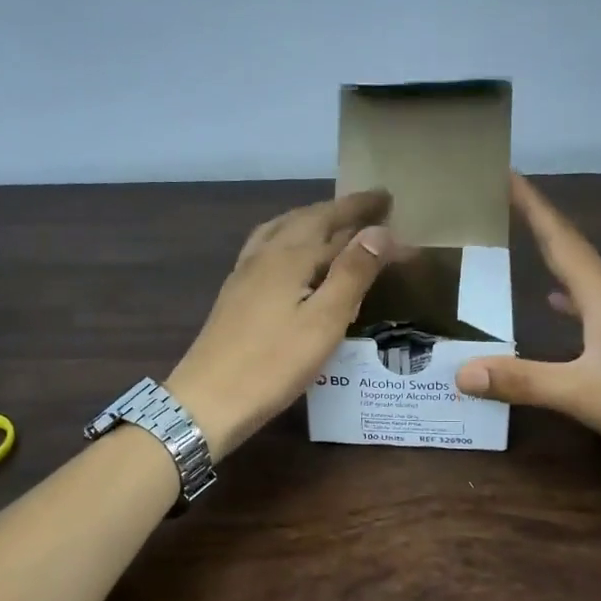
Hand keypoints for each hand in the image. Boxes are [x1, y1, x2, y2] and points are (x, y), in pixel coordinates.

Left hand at [167, 189, 394, 459]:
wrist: (208, 400)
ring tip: (333, 220)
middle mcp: (265, 254)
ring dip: (311, 218)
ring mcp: (245, 272)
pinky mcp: (235, 293)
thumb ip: (353, 273)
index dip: (365, 213)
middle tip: (371, 205)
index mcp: (290, 256)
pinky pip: (267, 246)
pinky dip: (289, 236)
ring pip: (282, 229)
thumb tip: (380, 231)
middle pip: (307, 219)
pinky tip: (289, 254)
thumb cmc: (273, 364)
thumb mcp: (325, 321)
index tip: (392, 200)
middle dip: (340, 210)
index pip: (336, 224)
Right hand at [456, 175, 600, 482]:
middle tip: (508, 209)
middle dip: (540, 229)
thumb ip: (521, 380)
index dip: (533, 206)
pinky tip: (563, 310)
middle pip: (575, 253)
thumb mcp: (581, 394)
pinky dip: (575, 301)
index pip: (561, 240)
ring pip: (589, 282)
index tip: (508, 173)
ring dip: (558, 263)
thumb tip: (461, 371)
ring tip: (528, 253)